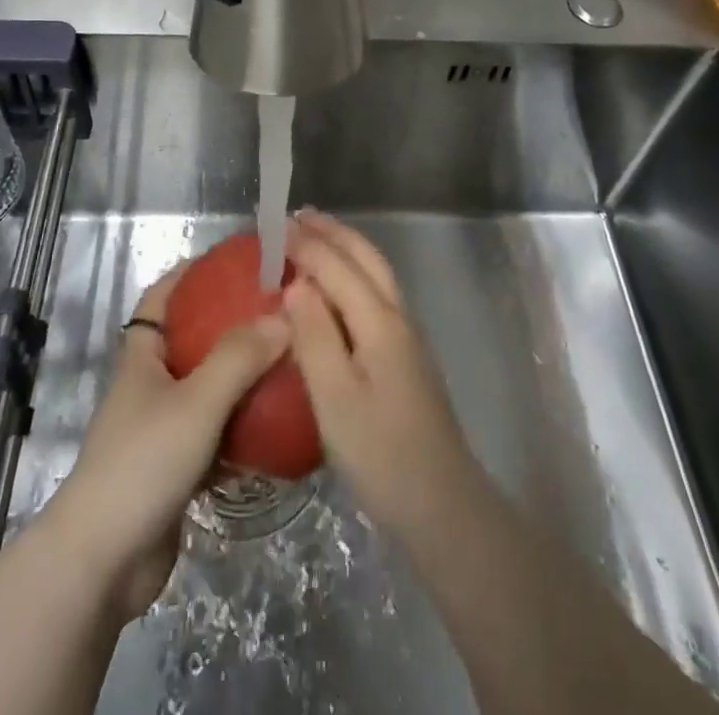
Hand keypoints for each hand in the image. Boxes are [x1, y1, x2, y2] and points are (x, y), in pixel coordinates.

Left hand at [43, 266, 289, 618]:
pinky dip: (242, 430)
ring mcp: (162, 431)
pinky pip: (216, 437)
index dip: (189, 273)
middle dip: (230, 326)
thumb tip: (283, 316)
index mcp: (143, 358)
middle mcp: (151, 387)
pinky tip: (277, 429)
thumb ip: (239, 358)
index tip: (230, 261)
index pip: (160, 298)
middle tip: (276, 314)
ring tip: (286, 364)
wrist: (103, 563)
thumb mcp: (196, 401)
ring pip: (208, 391)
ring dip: (242, 380)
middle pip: (192, 342)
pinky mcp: (176, 472)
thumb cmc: (143, 463)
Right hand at [283, 210, 483, 539]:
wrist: (443, 504)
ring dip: (347, 248)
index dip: (307, 244)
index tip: (276, 225)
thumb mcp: (336, 398)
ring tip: (318, 236)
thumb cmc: (381, 453)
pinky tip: (339, 289)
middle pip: (366, 259)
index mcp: (379, 321)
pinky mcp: (406, 357)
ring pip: (376, 274)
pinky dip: (355, 273)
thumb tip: (296, 284)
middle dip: (334, 232)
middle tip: (300, 214)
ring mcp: (407, 337)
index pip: (338, 267)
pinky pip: (377, 294)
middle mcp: (397, 317)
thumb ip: (314, 336)